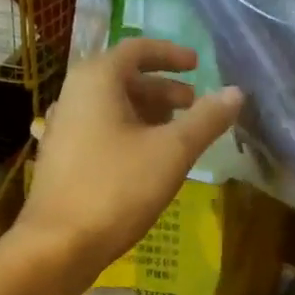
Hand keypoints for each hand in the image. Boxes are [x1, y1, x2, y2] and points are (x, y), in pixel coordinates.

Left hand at [17, 39, 242, 284]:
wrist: (57, 245)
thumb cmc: (116, 188)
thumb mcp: (172, 152)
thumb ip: (206, 119)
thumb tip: (236, 93)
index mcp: (97, 80)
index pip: (137, 49)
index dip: (171, 54)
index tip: (198, 65)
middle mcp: (75, 95)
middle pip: (125, 78)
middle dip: (164, 89)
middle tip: (195, 106)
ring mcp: (64, 128)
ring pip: (114, 107)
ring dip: (149, 113)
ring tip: (179, 134)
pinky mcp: (63, 157)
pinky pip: (102, 130)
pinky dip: (131, 133)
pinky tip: (150, 160)